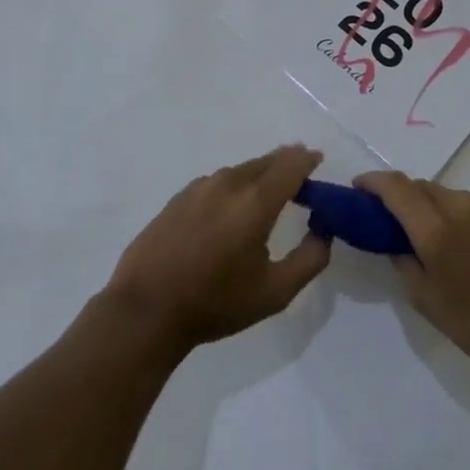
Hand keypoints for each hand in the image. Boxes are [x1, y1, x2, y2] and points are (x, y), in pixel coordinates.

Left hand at [102, 145, 330, 354]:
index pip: (291, 165)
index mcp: (256, 201)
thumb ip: (310, 259)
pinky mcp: (179, 197)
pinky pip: (218, 182)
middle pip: (266, 161)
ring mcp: (200, 187)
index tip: (318, 160)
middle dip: (286, 163)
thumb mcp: (275, 292)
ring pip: (241, 170)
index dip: (308, 160)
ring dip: (260, 175)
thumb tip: (323, 231)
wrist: (146, 310)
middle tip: (300, 174)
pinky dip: (234, 186)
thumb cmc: (215, 302)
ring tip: (268, 192)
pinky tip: (230, 209)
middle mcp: (229, 183)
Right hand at [357, 172, 469, 377]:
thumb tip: (394, 240)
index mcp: (436, 230)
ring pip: (444, 193)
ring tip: (426, 236)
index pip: (396, 188)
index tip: (357, 187)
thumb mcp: (425, 300)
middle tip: (387, 219)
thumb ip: (402, 261)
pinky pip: (466, 202)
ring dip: (428, 205)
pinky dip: (452, 212)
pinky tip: (457, 241)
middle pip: (420, 186)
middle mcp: (460, 206)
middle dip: (399, 196)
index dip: (372, 182)